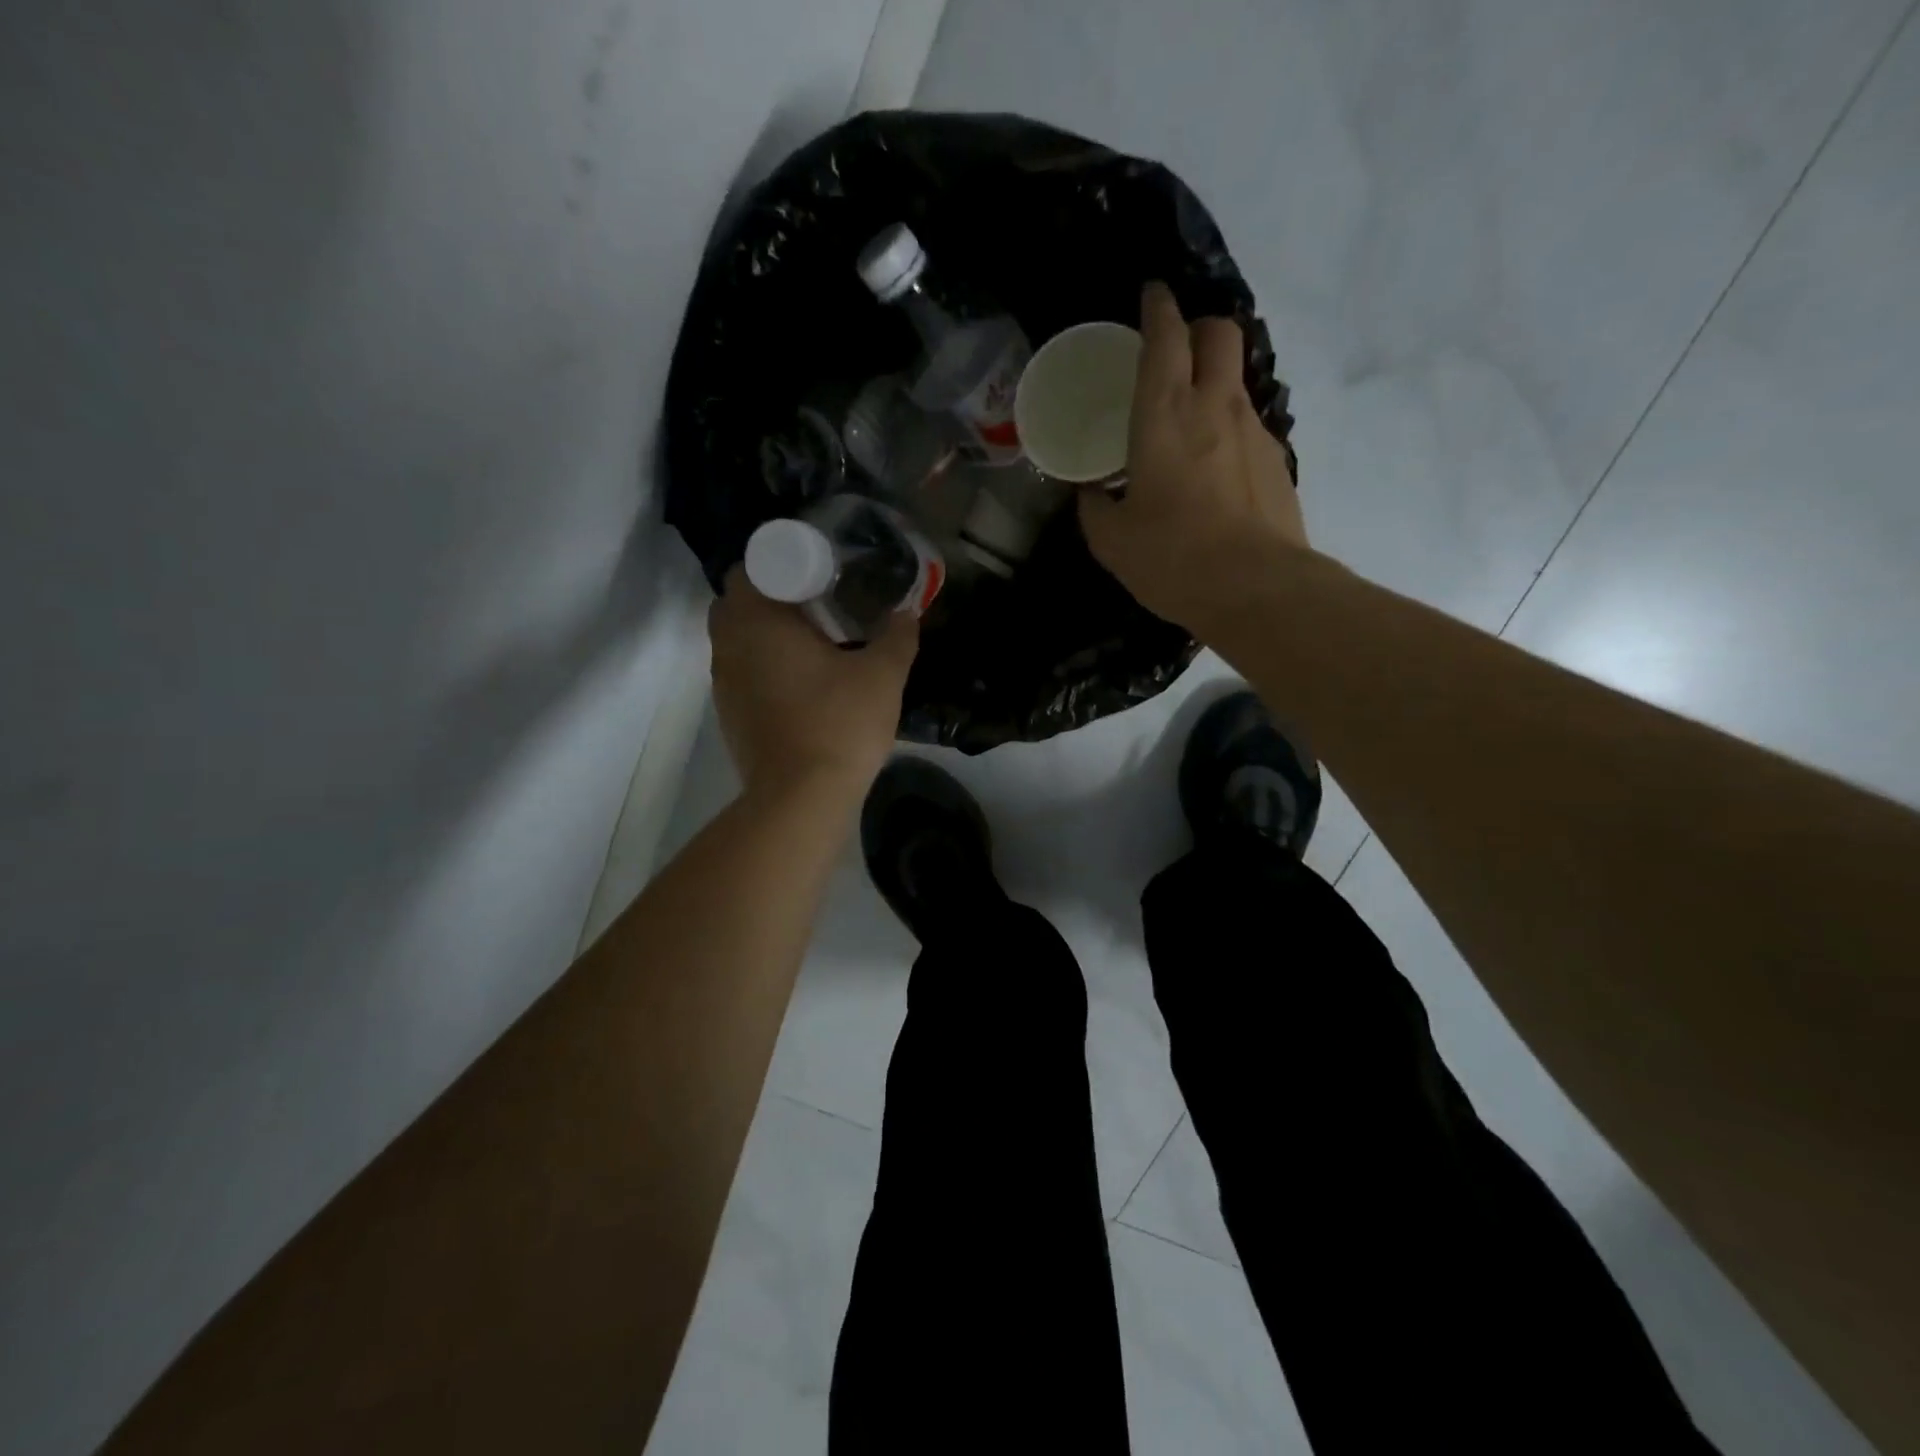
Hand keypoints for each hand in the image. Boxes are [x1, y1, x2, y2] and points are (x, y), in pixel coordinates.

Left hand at [708, 568, 918, 800]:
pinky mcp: (729, 715)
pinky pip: (742, 673)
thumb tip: (907, 611)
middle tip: (818, 606)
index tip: (818, 575)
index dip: (783, 565)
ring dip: (767, 635)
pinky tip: (802, 685)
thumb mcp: (883, 675)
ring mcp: (723, 683)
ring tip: (814, 644)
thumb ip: (897, 636)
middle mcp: (728, 645)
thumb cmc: (839, 724)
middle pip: (740, 602)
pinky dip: (764, 667)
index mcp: (757, 622)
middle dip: (774, 598)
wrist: (801, 799)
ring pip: (738, 640)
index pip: (751, 568)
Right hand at [1078, 282, 1310, 634]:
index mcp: (1164, 415)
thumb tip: (1090, 493)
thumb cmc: (1172, 557)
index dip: (1157, 308)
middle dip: (1197, 327)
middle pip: (1219, 332)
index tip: (1150, 296)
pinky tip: (1213, 473)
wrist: (1257, 589)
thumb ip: (1094, 508)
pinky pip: (1249, 425)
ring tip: (1187, 425)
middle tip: (1172, 353)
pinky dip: (1228, 430)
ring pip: (1236, 378)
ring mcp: (1254, 430)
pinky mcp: (1277, 461)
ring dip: (1212, 382)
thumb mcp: (1112, 540)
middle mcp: (1215, 406)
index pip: (1166, 336)